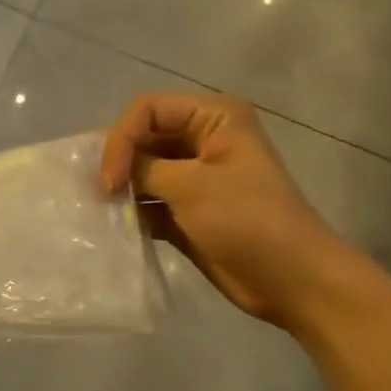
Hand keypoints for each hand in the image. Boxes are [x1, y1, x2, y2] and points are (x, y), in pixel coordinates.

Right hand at [102, 93, 357, 331]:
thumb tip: (107, 172)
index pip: (148, 110)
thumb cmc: (247, 220)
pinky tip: (117, 228)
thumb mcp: (191, 186)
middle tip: (98, 194)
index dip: (122, 139)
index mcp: (214, 117)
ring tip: (101, 211)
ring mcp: (196, 178)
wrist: (292, 280)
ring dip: (123, 190)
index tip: (110, 180)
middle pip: (143, 138)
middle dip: (119, 163)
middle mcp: (203, 140)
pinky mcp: (188, 212)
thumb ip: (143, 169)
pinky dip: (133, 213)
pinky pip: (150, 203)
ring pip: (144, 172)